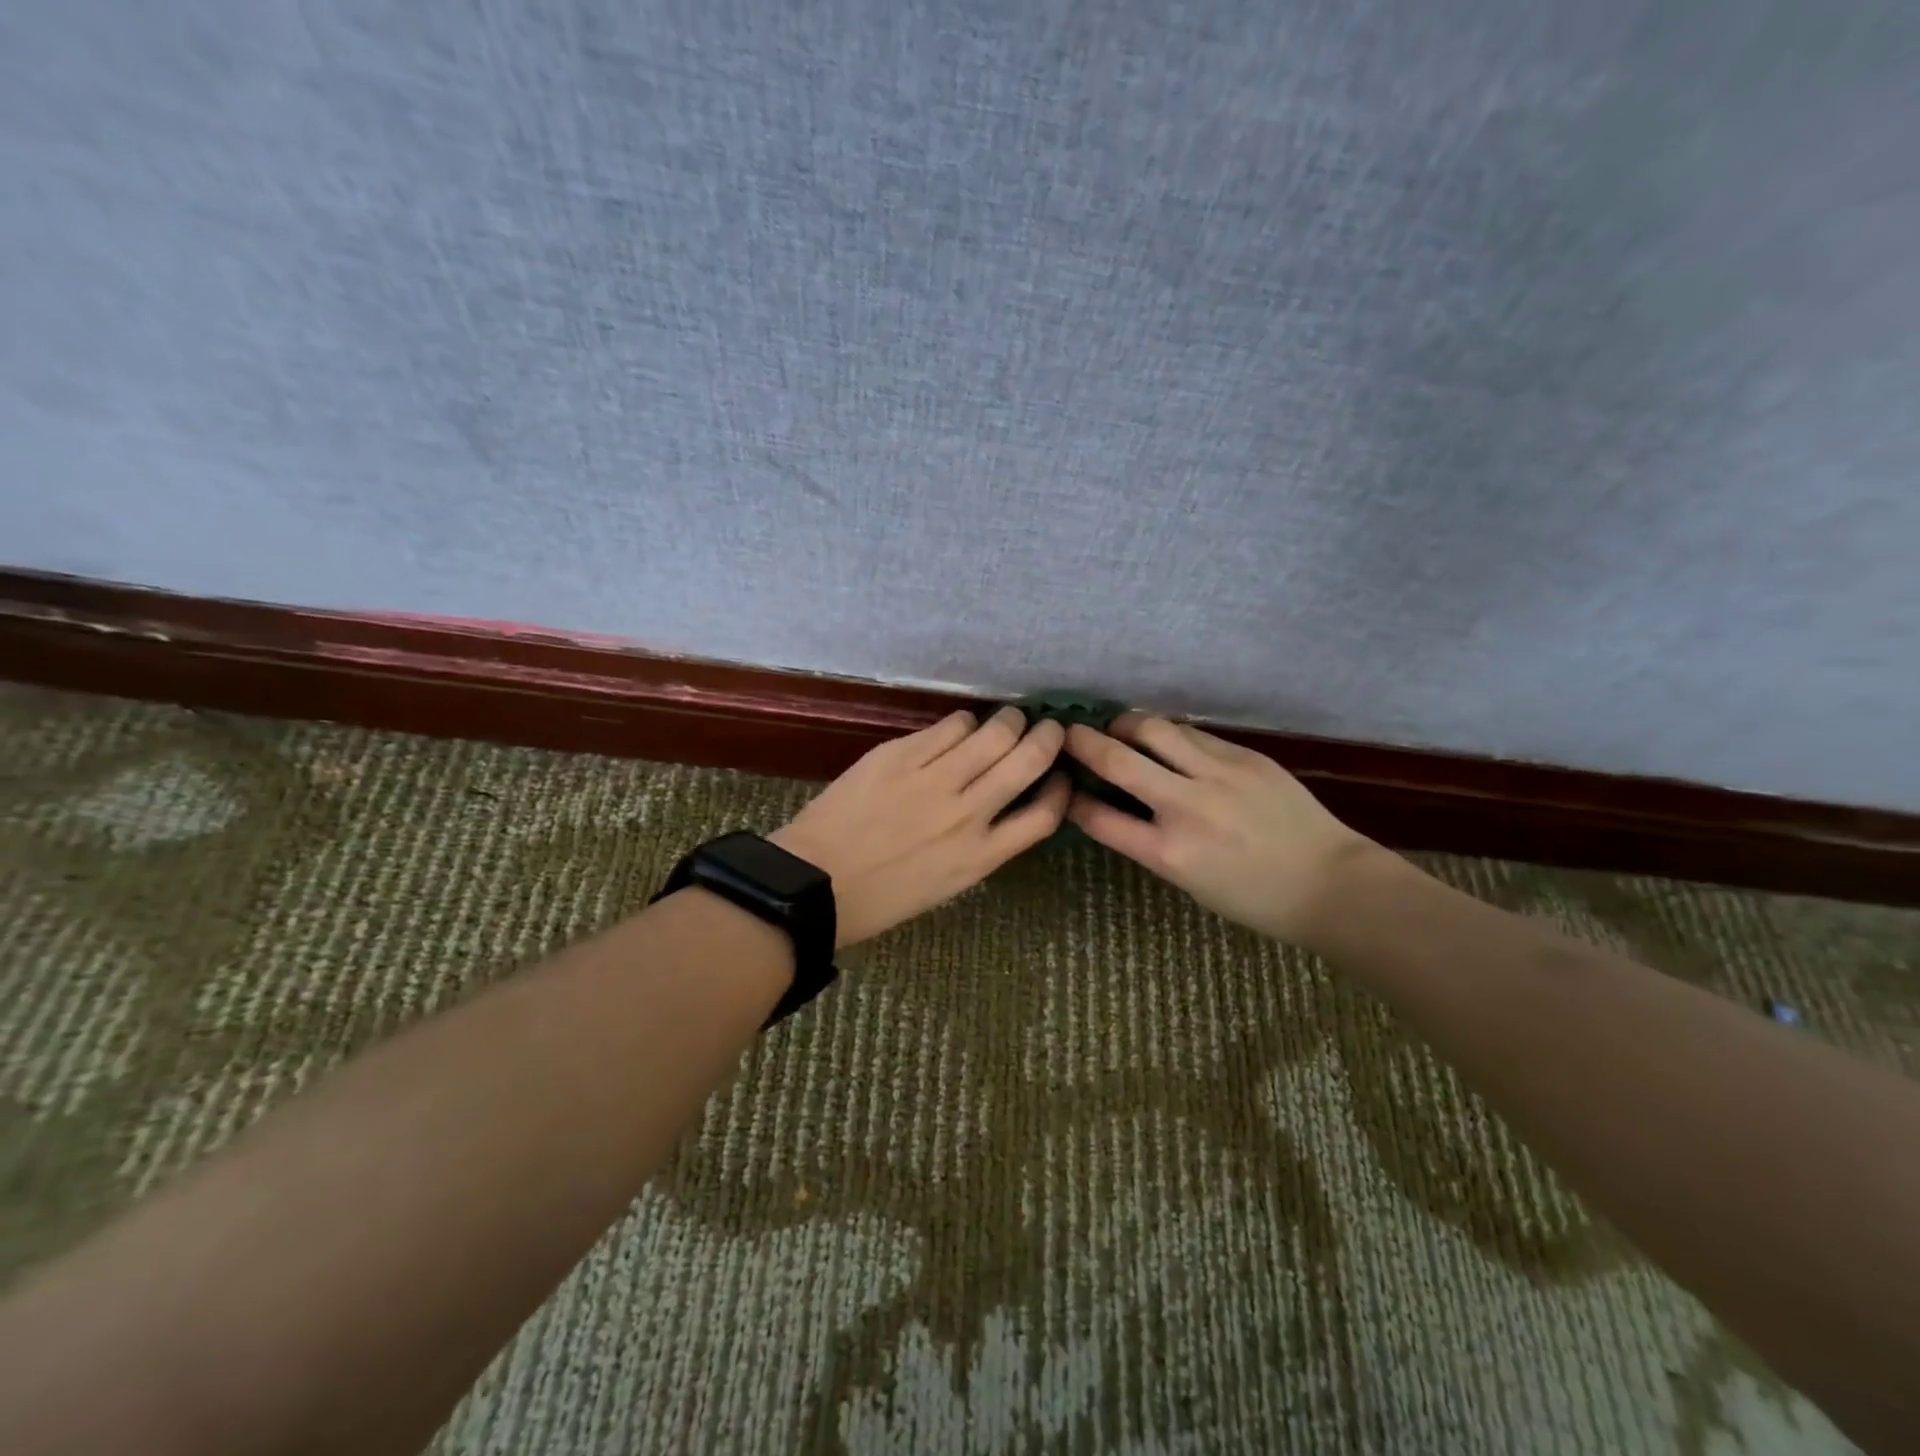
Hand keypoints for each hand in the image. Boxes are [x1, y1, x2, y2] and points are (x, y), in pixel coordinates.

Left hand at [770, 706, 1069, 947]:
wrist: (814, 884)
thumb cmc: (879, 898)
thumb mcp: (945, 885)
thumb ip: (979, 846)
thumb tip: (997, 806)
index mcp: (979, 857)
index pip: (1043, 815)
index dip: (1060, 789)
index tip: (1059, 775)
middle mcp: (967, 814)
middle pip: (1027, 761)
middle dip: (1046, 738)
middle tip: (1046, 728)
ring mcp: (933, 780)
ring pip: (993, 734)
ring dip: (1008, 722)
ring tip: (1008, 718)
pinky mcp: (900, 755)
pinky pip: (949, 726)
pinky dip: (964, 723)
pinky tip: (961, 727)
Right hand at [1063, 713, 1376, 945]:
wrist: (1331, 883)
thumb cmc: (1255, 898)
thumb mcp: (1190, 883)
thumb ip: (1151, 843)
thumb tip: (1121, 806)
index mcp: (1169, 854)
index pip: (1100, 818)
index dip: (1073, 799)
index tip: (1064, 786)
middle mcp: (1187, 808)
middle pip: (1118, 760)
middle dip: (1083, 741)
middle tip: (1069, 733)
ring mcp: (1218, 775)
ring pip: (1155, 729)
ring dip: (1127, 725)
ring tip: (1121, 729)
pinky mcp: (1245, 756)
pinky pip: (1194, 734)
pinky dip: (1170, 735)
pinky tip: (1169, 742)